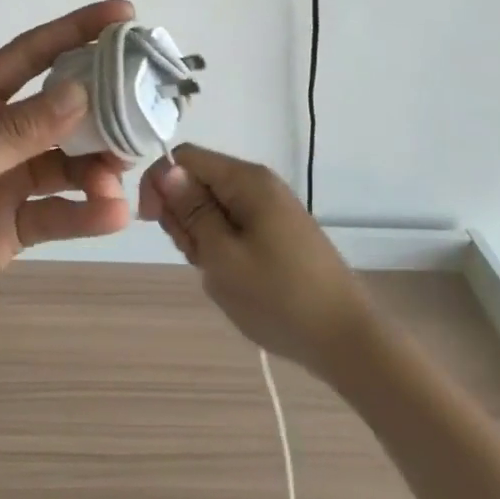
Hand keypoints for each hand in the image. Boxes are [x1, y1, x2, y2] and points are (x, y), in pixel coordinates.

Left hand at [0, 1, 135, 356]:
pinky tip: (111, 216)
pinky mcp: (9, 228)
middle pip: (60, 109)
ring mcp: (2, 183)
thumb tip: (81, 91)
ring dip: (97, 168)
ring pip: (65, 163)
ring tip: (119, 180)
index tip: (126, 15)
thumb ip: (16, 133)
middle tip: (146, 113)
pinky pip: (57, 212)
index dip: (77, 30)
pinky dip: (86, 213)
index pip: (31, 54)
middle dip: (103, 108)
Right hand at [140, 144, 370, 374]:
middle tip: (196, 257)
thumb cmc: (279, 297)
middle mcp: (259, 184)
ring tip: (219, 273)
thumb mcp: (222, 256)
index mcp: (246, 180)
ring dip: (202, 237)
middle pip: (198, 181)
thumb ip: (191, 210)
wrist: (347, 341)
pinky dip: (222, 247)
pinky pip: (234, 226)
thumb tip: (166, 170)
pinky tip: (234, 278)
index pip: (184, 158)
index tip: (152, 223)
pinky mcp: (278, 233)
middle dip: (183, 215)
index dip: (160, 183)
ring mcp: (270, 209)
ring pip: (213, 207)